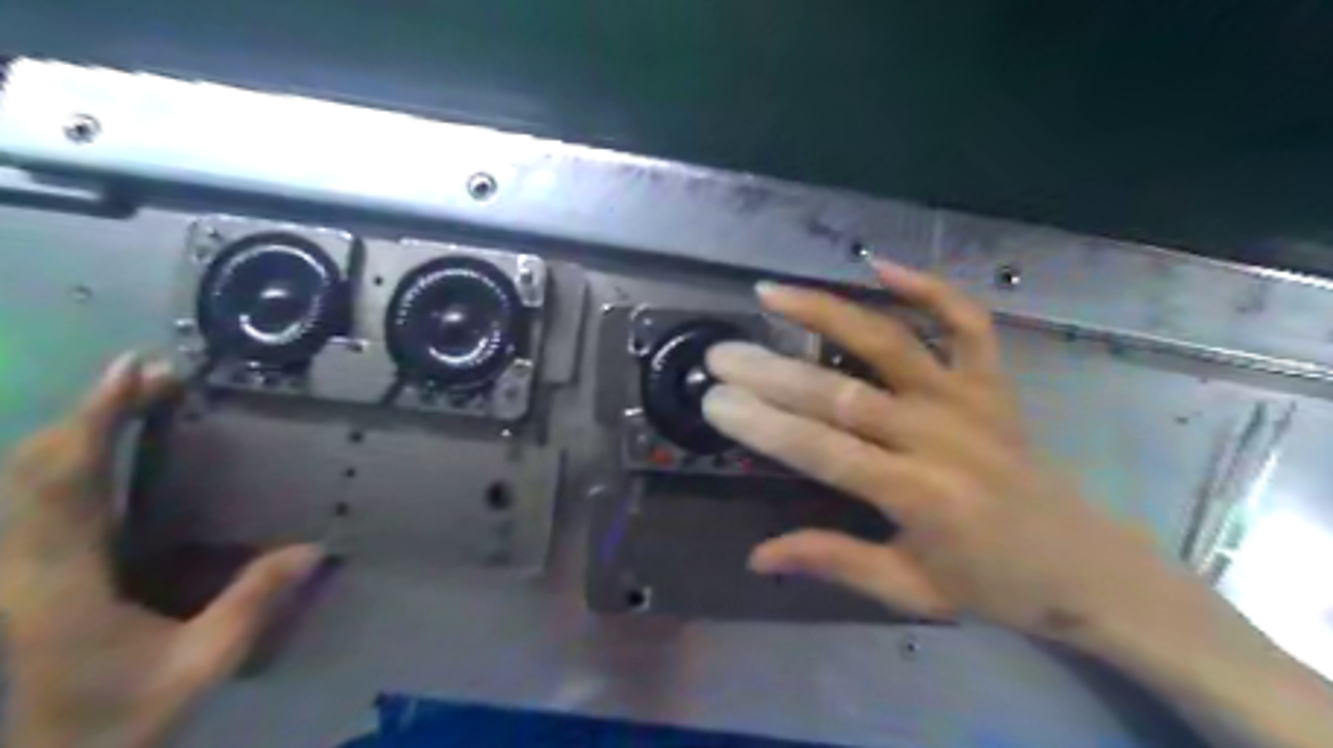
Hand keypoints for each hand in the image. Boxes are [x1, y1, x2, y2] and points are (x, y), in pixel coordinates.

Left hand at [0, 357, 322, 746]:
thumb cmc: (123, 716)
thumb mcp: (202, 664)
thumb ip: (254, 603)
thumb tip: (316, 547)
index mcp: (62, 583)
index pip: (66, 482)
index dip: (95, 421)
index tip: (135, 373)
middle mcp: (28, 565)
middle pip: (38, 468)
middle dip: (90, 411)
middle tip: (152, 373)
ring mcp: (22, 568)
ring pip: (29, 479)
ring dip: (78, 427)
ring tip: (136, 394)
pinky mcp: (32, 571)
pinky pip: (41, 497)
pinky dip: (72, 456)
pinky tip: (108, 444)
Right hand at [701, 259, 1205, 643]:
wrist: (1085, 565)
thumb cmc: (992, 583)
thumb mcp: (909, 590)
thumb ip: (833, 561)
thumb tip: (756, 555)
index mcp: (918, 495)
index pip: (823, 451)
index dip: (764, 425)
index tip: (715, 402)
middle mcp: (940, 437)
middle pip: (841, 394)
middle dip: (772, 372)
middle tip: (721, 353)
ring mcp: (970, 400)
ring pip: (890, 342)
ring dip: (828, 312)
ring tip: (773, 292)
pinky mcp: (994, 382)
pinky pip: (966, 323)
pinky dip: (928, 288)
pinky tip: (879, 266)